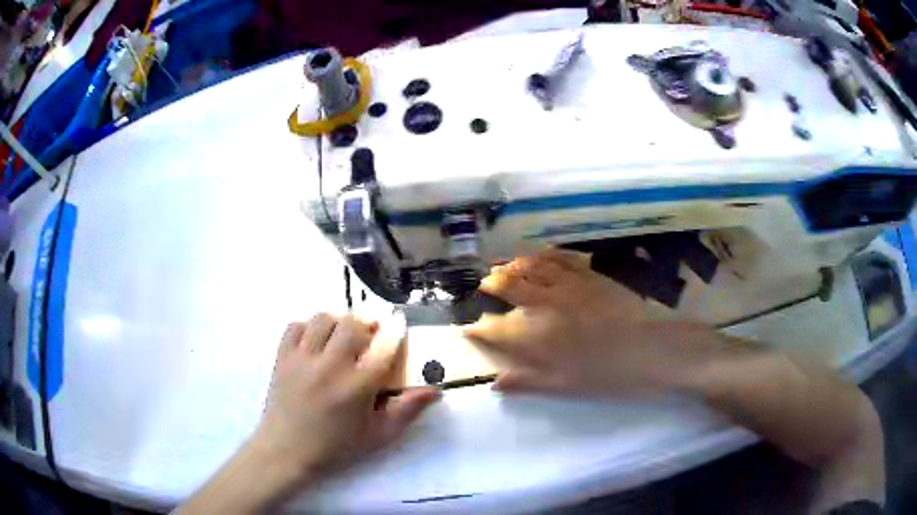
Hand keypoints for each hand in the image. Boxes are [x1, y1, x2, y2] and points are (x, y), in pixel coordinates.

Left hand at [252, 313, 438, 480]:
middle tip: (368, 337)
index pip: (383, 346)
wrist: (286, 451)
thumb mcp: (378, 435)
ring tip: (339, 339)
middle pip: (352, 323)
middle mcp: (330, 366)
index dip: (395, 329)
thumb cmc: (336, 447)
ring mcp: (302, 359)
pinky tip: (313, 344)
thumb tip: (434, 390)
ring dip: (336, 323)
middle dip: (365, 324)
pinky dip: (307, 328)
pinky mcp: (282, 357)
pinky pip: (295, 326)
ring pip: (323, 318)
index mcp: (357, 387)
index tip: (399, 322)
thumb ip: (407, 411)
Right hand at [465, 249, 723, 395]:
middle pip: (511, 286)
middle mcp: (548, 304)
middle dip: (493, 285)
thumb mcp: (567, 386)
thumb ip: (529, 381)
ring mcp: (570, 285)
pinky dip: (544, 254)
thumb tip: (496, 383)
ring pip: (533, 266)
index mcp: (540, 335)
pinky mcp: (591, 275)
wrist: (653, 349)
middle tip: (484, 286)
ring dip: (514, 265)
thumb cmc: (610, 374)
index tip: (469, 328)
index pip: (499, 328)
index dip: (480, 328)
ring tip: (503, 266)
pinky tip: (538, 255)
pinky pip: (561, 258)